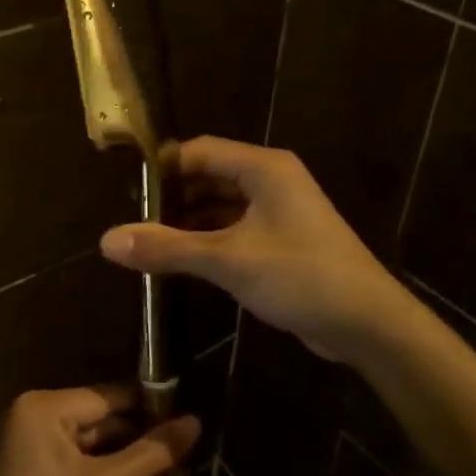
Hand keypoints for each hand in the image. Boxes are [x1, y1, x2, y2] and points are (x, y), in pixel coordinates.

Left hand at [0, 387, 200, 475]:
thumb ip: (153, 451)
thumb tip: (195, 421)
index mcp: (42, 407)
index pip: (107, 397)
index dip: (148, 407)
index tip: (186, 418)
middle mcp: (28, 416)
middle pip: (96, 417)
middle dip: (137, 437)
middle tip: (182, 451)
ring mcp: (24, 445)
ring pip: (86, 441)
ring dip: (122, 456)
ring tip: (167, 468)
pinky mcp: (27, 473)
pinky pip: (72, 459)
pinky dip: (99, 470)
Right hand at [99, 136, 417, 362]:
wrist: (368, 323)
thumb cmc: (300, 276)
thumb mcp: (228, 260)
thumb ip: (167, 247)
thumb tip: (107, 240)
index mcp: (263, 168)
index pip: (200, 151)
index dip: (163, 168)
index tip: (128, 193)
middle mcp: (272, 180)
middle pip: (210, 176)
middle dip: (173, 199)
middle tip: (135, 223)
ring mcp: (281, 211)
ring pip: (223, 205)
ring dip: (190, 222)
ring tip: (151, 244)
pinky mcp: (284, 240)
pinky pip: (237, 229)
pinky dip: (210, 240)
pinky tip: (184, 261)